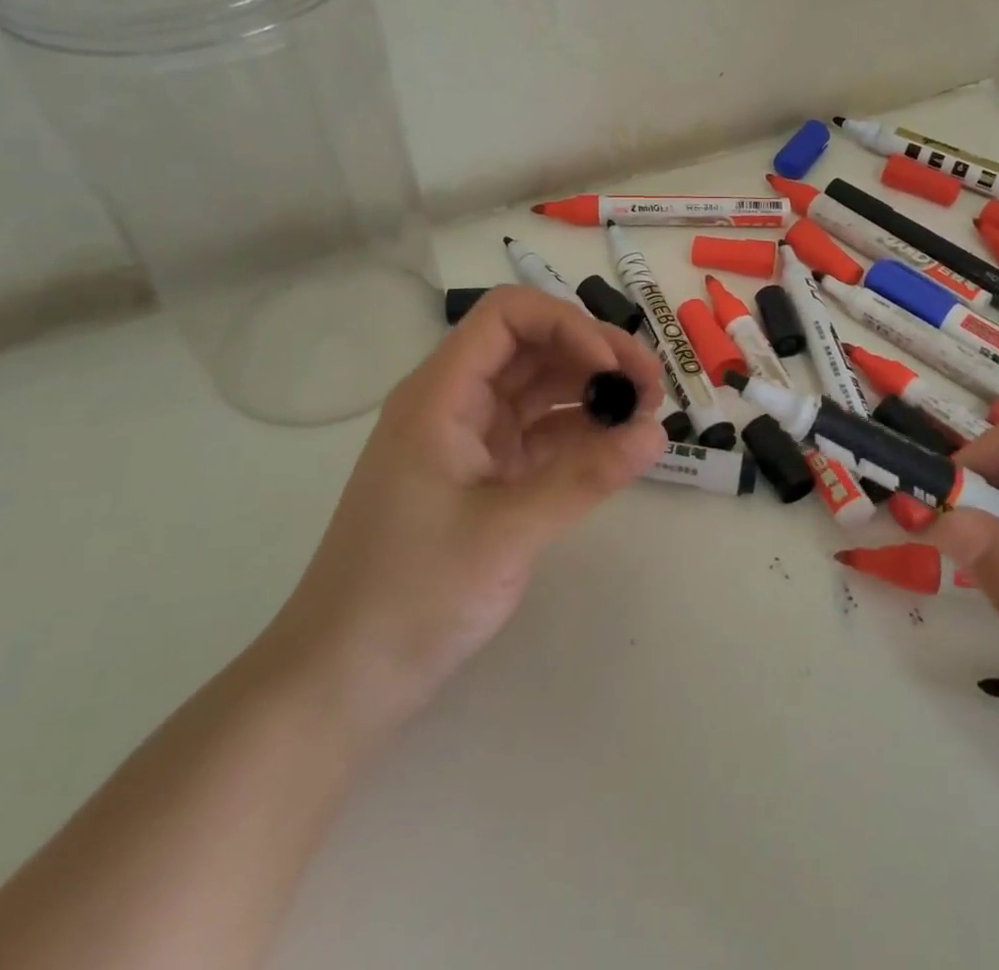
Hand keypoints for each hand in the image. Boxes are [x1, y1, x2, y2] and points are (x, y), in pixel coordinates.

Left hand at [266, 286, 666, 720]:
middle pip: (532, 348)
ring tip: (647, 414)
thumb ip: (585, 477)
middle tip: (654, 388)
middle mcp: (455, 404)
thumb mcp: (506, 533)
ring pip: (540, 389)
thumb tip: (657, 433)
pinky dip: (580, 433)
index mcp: (441, 395)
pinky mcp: (483, 477)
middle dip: (595, 355)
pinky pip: (540, 435)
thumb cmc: (411, 596)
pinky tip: (617, 446)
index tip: (613, 369)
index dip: (567, 326)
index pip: (508, 317)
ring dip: (593, 392)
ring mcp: (469, 441)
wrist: (341, 681)